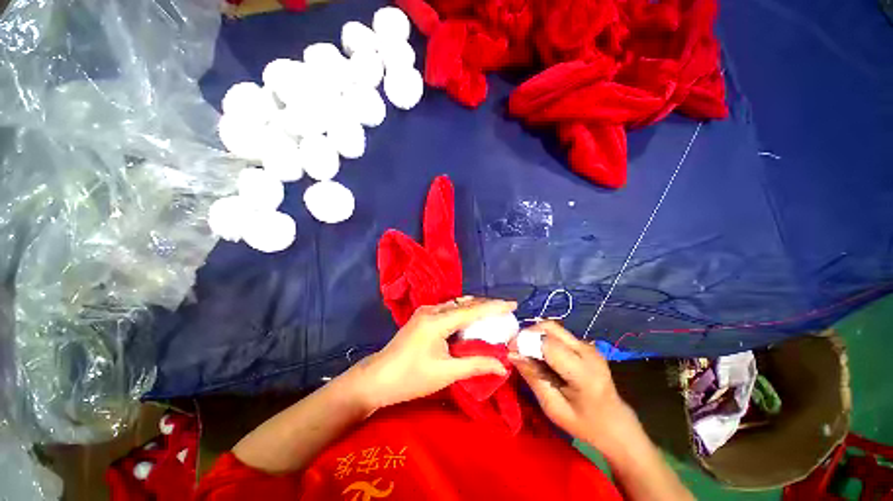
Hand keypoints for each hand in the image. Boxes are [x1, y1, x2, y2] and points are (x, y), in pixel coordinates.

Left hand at [346, 297, 515, 411]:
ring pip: (456, 305)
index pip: (472, 310)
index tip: (513, 304)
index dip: (494, 306)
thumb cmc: (411, 378)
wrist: (376, 379)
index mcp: (437, 321)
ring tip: (492, 314)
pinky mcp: (422, 317)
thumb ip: (475, 365)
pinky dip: (462, 313)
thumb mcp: (445, 373)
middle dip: (486, 305)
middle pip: (464, 303)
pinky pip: (448, 309)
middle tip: (505, 312)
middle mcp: (432, 310)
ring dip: (474, 308)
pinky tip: (470, 320)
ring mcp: (425, 312)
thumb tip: (502, 365)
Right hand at [509, 321, 631, 448]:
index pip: (547, 343)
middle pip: (550, 327)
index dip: (525, 342)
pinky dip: (544, 338)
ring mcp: (589, 346)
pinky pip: (559, 334)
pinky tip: (540, 354)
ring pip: (553, 327)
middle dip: (528, 333)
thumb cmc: (584, 424)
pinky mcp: (586, 345)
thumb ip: (533, 377)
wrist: (616, 425)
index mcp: (583, 372)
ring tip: (526, 351)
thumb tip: (512, 354)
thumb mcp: (553, 407)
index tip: (510, 350)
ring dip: (535, 335)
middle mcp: (588, 352)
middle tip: (516, 349)